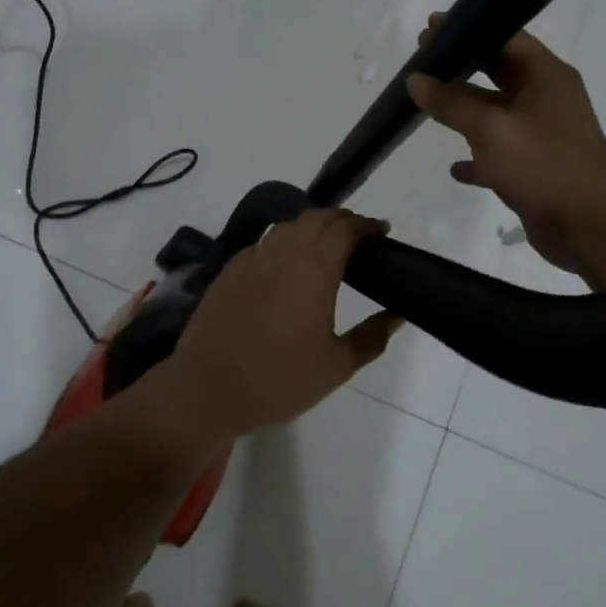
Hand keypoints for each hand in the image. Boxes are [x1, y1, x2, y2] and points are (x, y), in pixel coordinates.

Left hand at [166, 209, 402, 437]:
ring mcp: (251, 258)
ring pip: (287, 226)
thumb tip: (397, 315)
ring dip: (311, 227)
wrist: (208, 388)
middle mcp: (282, 252)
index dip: (366, 225)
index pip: (345, 228)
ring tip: (324, 247)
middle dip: (341, 220)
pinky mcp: (229, 271)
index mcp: (314, 268)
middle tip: (357, 237)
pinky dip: (283, 243)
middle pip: (316, 218)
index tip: (381, 231)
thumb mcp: (336, 366)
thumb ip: (371, 337)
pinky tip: (285, 266)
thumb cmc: (279, 379)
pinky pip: (263, 244)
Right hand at [406, 15, 605, 283]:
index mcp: (546, 76)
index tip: (429, 30)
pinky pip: (499, 154)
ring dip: (464, 111)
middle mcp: (546, 98)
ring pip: (496, 113)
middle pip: (499, 72)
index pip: (505, 37)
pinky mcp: (535, 168)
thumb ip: (451, 102)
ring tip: (426, 105)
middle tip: (421, 63)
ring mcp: (542, 135)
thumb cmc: (544, 167)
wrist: (591, 229)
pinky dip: (477, 156)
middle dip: (462, 68)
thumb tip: (415, 79)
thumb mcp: (492, 129)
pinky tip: (454, 167)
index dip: (468, 30)